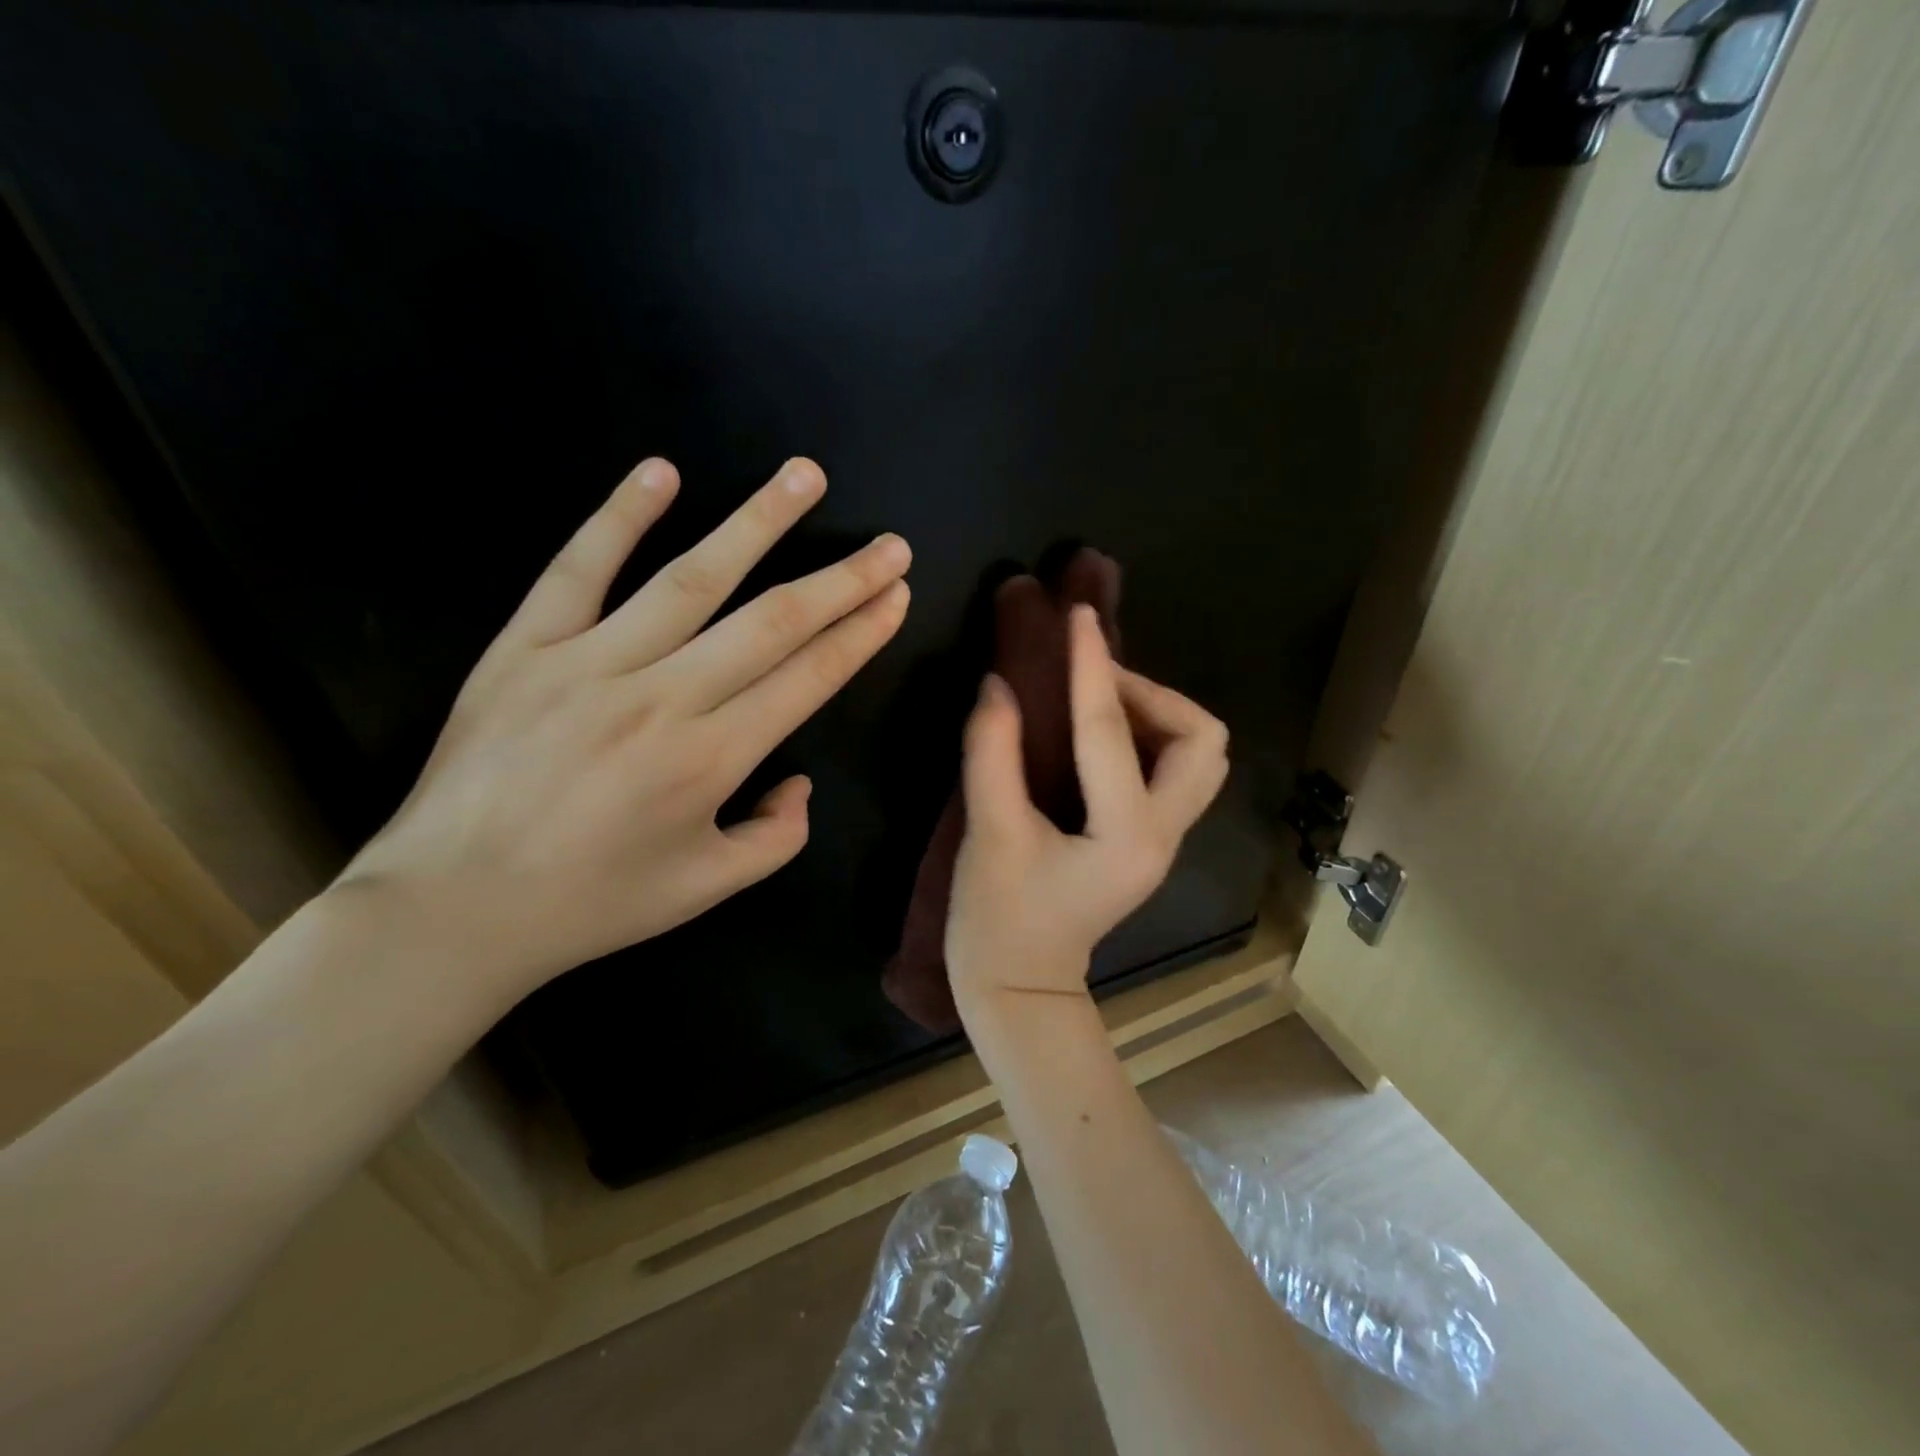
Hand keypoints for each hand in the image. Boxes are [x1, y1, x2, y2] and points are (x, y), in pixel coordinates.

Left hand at [337, 455, 909, 1003]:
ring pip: (692, 578)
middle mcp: (663, 698)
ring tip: (805, 475)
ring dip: (758, 523)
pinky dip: (619, 516)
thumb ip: (777, 837)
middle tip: (889, 544)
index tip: (896, 595)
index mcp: (711, 759)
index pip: (809, 677)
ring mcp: (590, 663)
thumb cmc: (591, 904)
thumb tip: (798, 780)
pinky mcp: (525, 647)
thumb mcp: (707, 889)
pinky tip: (661, 472)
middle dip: (842, 579)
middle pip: (772, 621)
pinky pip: (578, 569)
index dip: (861, 633)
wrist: (450, 909)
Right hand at [944, 604, 1228, 1021]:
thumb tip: (999, 684)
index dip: (1091, 665)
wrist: (1019, 987)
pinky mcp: (1148, 839)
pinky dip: (1146, 735)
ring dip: (1156, 713)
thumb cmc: (998, 921)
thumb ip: (992, 753)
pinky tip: (1097, 732)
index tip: (1078, 616)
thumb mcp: (989, 833)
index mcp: (1126, 835)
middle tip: (1092, 682)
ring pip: (1198, 755)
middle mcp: (1163, 833)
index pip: (1110, 730)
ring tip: (1096, 701)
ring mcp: (1163, 839)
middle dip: (1153, 694)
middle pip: (1203, 740)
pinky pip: (1172, 769)